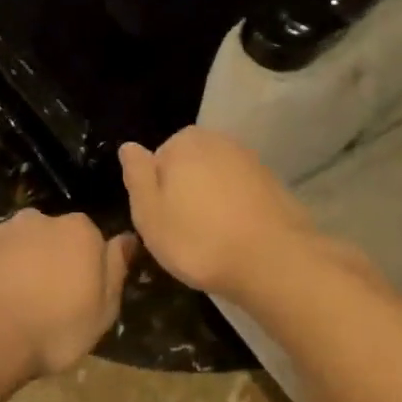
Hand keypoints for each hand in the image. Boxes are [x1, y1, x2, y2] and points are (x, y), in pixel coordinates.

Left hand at [0, 210, 137, 377]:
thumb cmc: (54, 327)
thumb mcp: (103, 310)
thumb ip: (116, 268)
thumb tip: (127, 239)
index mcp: (78, 230)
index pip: (90, 238)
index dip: (86, 265)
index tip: (81, 292)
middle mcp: (37, 220)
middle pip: (51, 237)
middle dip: (50, 260)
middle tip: (48, 300)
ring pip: (16, 246)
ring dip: (18, 267)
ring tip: (15, 305)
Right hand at [119, 129, 316, 298]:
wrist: (272, 260)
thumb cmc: (198, 240)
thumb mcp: (149, 213)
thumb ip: (136, 175)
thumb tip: (129, 147)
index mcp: (185, 142)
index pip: (156, 161)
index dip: (155, 194)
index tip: (162, 222)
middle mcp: (219, 141)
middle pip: (188, 168)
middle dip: (184, 194)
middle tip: (184, 234)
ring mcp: (250, 160)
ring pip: (216, 181)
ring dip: (210, 203)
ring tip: (211, 239)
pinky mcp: (273, 183)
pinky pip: (240, 194)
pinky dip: (235, 210)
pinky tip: (236, 237)